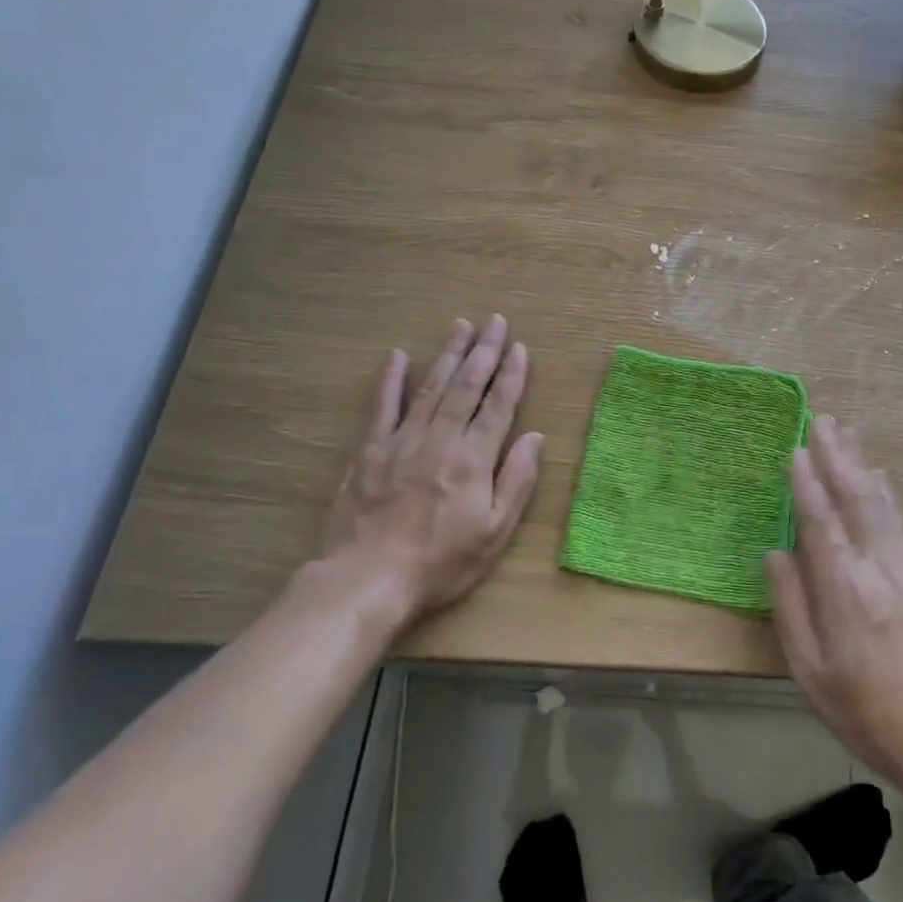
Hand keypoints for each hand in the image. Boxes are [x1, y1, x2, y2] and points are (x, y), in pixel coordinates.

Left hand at [324, 315, 542, 623]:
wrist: (368, 580)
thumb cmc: (441, 562)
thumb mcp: (495, 532)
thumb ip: (517, 481)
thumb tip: (535, 437)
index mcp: (474, 459)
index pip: (498, 406)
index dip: (512, 375)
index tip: (520, 348)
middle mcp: (441, 439)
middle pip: (467, 386)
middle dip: (484, 351)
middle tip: (496, 321)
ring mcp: (403, 441)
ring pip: (432, 387)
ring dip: (448, 354)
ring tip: (461, 326)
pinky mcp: (370, 451)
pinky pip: (383, 407)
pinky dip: (391, 380)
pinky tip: (397, 356)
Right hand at [767, 416, 902, 796]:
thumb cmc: (864, 711)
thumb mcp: (810, 672)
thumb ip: (791, 607)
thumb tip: (775, 552)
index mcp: (845, 593)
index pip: (822, 523)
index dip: (807, 483)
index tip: (795, 448)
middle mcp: (878, 570)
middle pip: (855, 500)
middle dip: (836, 457)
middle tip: (821, 419)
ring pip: (880, 504)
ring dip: (860, 463)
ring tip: (845, 432)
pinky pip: (899, 522)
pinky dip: (884, 492)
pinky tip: (877, 475)